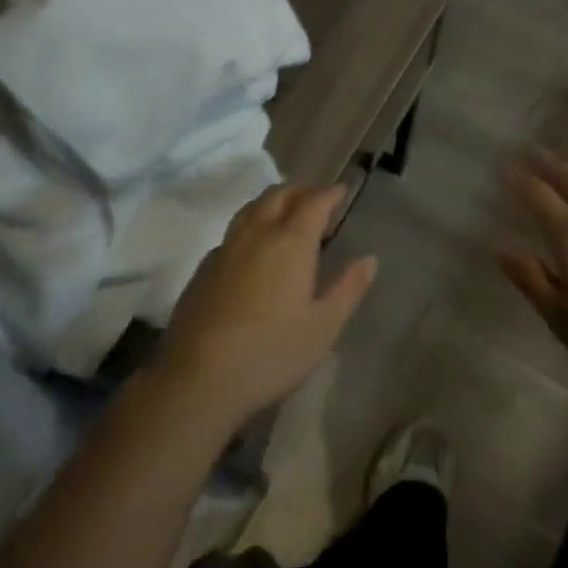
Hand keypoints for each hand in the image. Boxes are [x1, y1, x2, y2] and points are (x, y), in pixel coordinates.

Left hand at [151, 184, 376, 424]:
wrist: (198, 377)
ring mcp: (226, 247)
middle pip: (279, 195)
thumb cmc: (270, 352)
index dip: (330, 193)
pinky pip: (233, 230)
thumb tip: (369, 259)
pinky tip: (253, 247)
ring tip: (286, 213)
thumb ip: (347, 289)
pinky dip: (251, 224)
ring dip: (273, 201)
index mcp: (290, 241)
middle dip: (301, 190)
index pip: (314, 202)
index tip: (342, 190)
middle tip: (317, 199)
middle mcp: (257, 233)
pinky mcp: (204, 266)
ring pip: (252, 207)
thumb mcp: (322, 328)